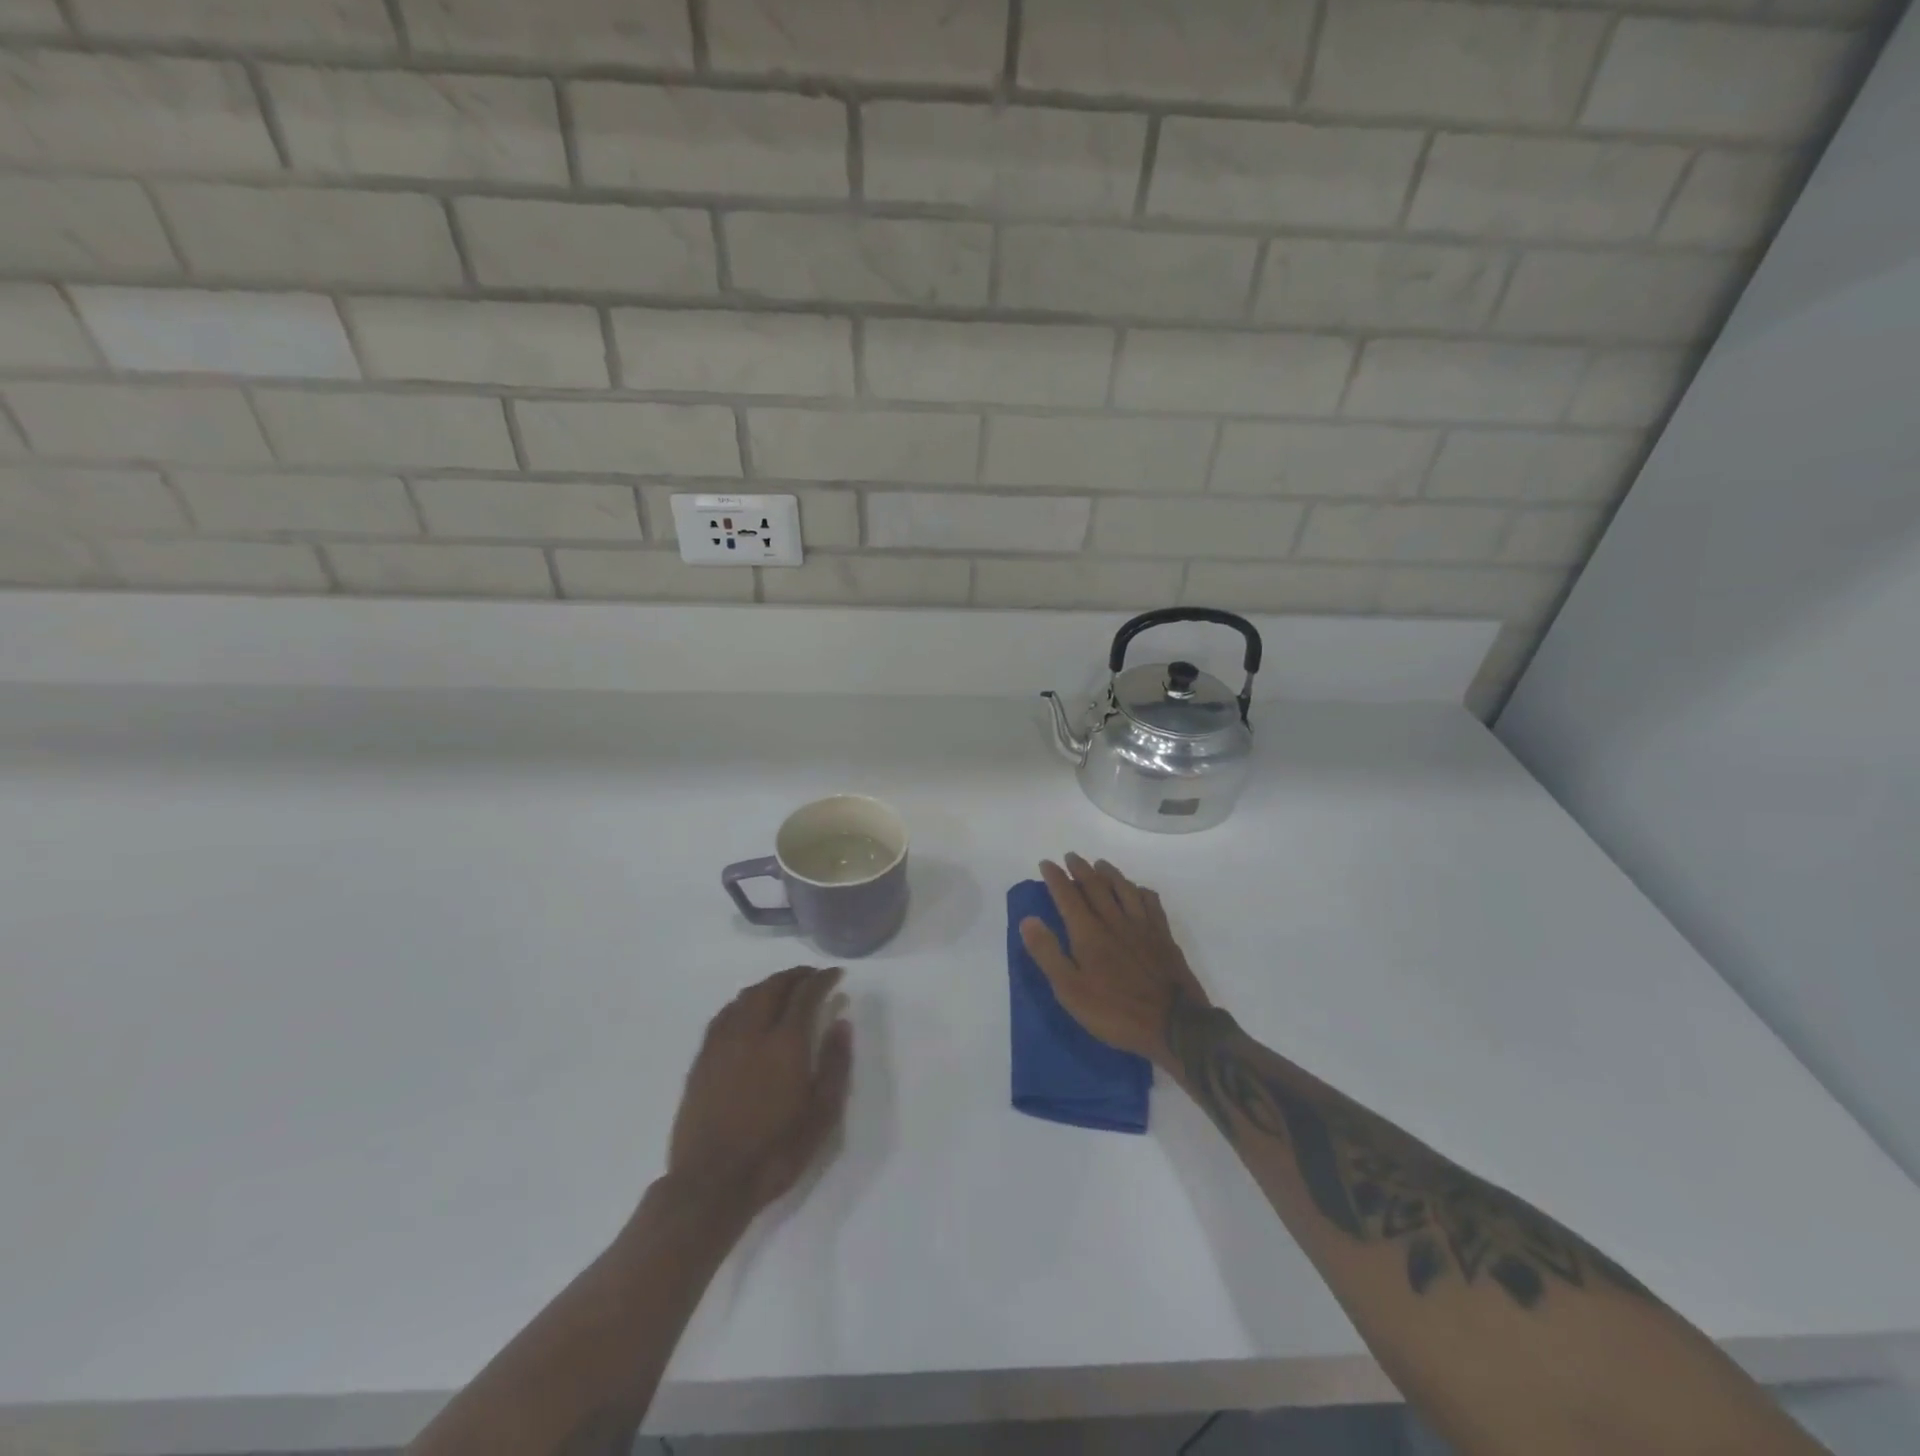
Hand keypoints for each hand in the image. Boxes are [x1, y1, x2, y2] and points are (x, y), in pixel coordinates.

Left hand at [665, 966, 852, 1222]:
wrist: (712, 1184)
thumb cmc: (776, 1152)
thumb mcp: (822, 1115)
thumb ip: (835, 1065)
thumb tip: (841, 1023)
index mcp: (785, 1042)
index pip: (806, 994)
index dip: (822, 979)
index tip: (836, 975)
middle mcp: (752, 1031)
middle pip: (773, 987)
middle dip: (795, 976)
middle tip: (811, 977)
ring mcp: (722, 1043)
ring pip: (747, 997)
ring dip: (769, 985)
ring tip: (783, 989)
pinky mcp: (702, 1059)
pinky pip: (724, 1015)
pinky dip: (743, 1002)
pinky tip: (747, 1011)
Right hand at [1019, 854, 1211, 1066]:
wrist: (1174, 1025)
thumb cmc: (1115, 1012)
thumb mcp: (1070, 990)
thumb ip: (1048, 953)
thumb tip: (1028, 919)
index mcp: (1089, 933)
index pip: (1068, 896)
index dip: (1055, 878)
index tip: (1046, 863)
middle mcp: (1115, 921)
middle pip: (1096, 887)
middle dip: (1080, 869)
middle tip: (1070, 857)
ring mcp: (1142, 926)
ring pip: (1124, 889)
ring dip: (1109, 873)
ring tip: (1100, 864)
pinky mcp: (1163, 936)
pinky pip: (1151, 903)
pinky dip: (1140, 891)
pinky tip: (1138, 891)